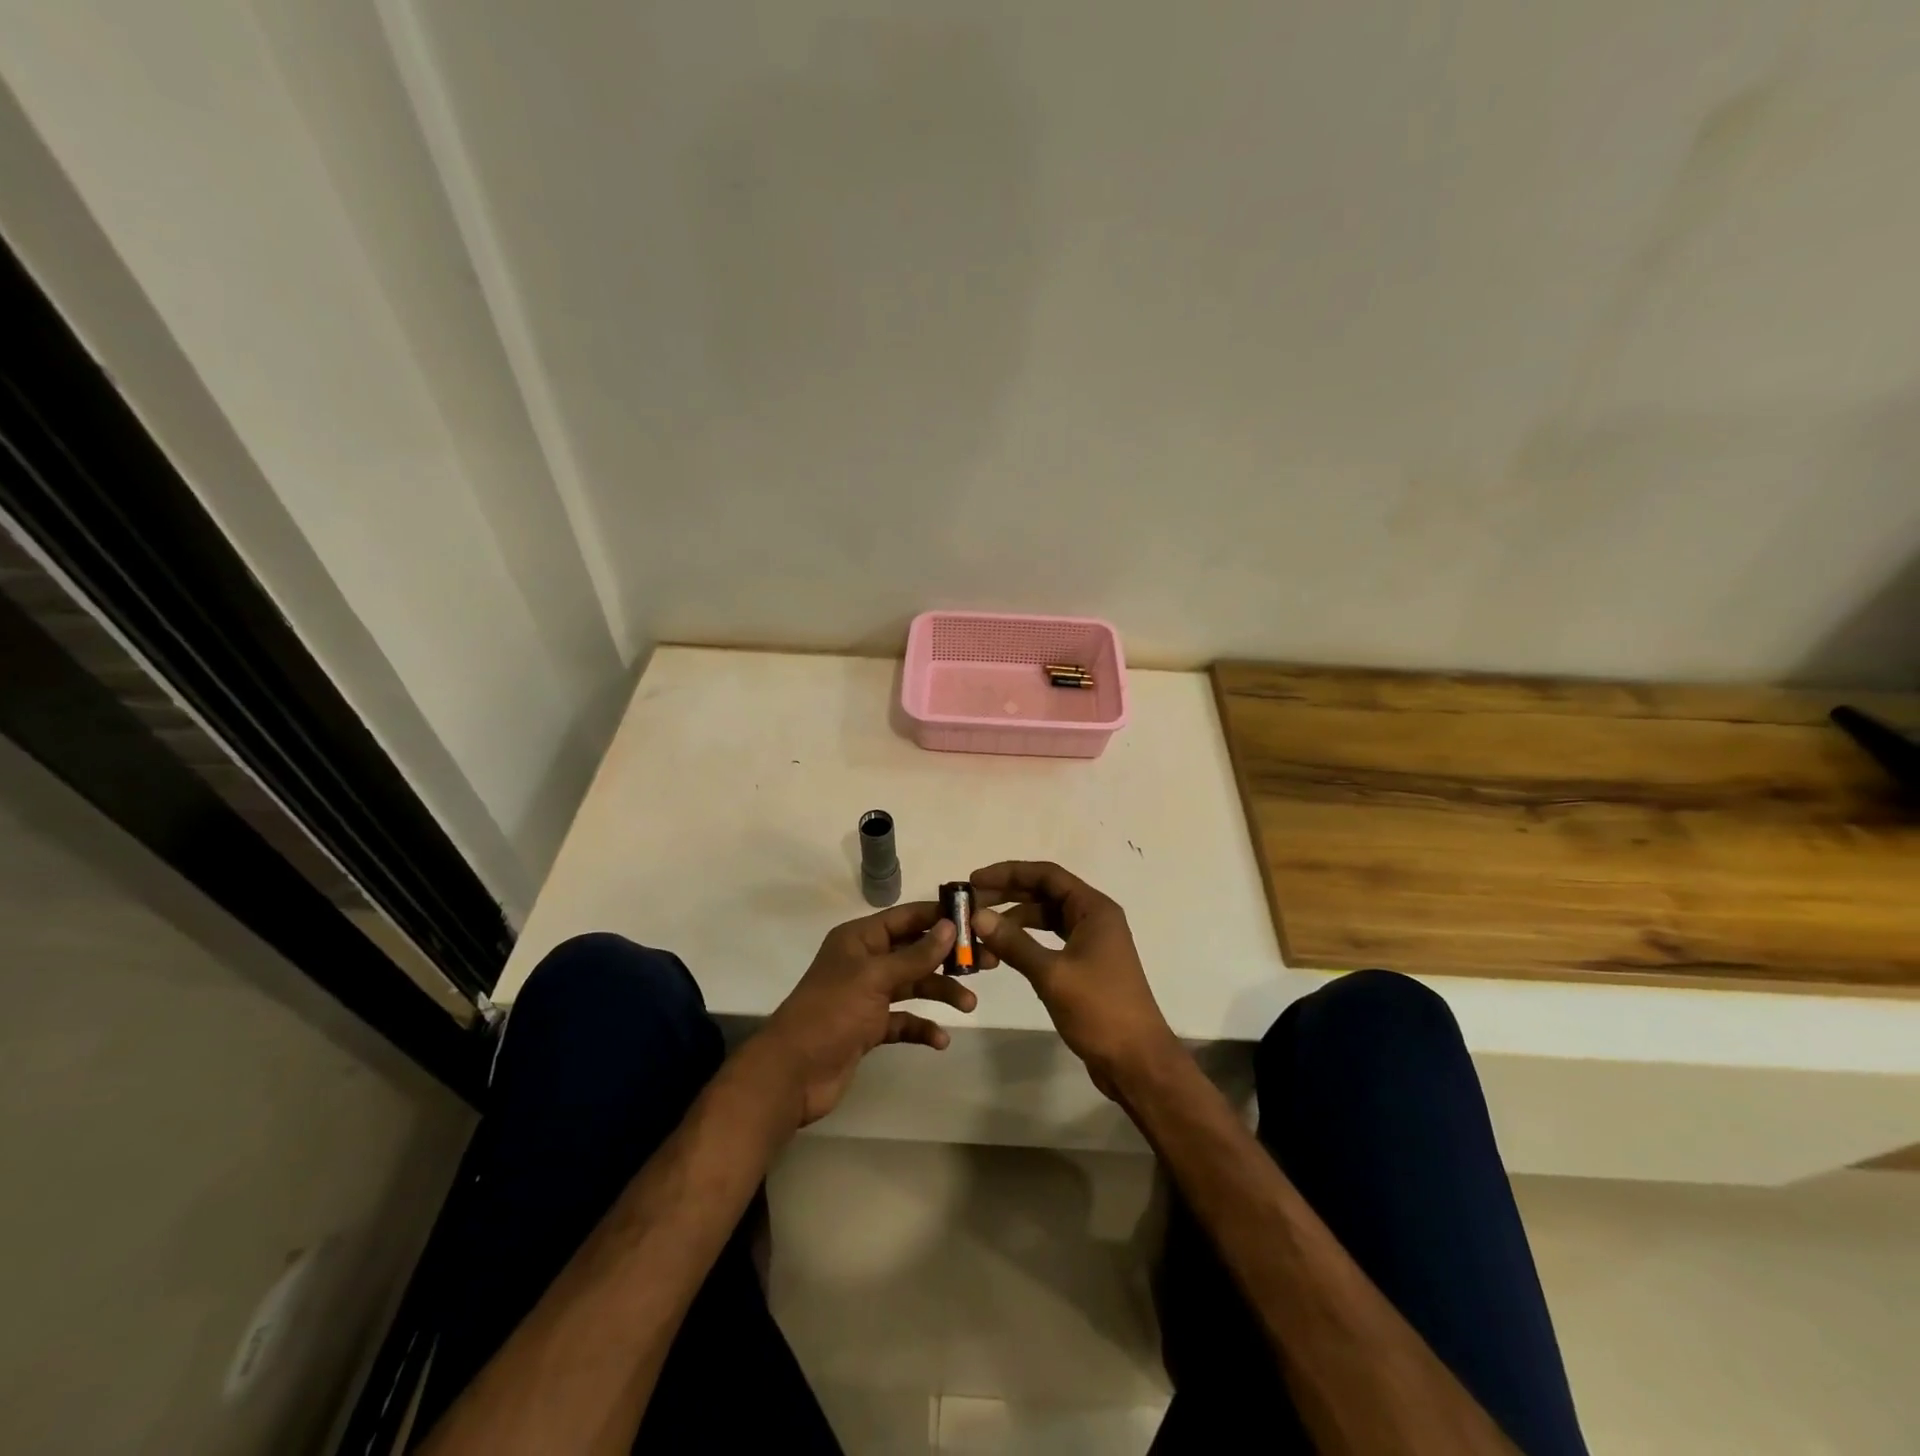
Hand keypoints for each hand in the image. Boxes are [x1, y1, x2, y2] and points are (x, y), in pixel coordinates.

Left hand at [751, 902, 976, 1126]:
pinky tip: (940, 1040)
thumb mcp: (875, 978)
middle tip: (987, 963)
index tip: (975, 918)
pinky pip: (904, 1021)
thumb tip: (949, 926)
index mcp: (859, 939)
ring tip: (969, 1005)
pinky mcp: (869, 1028)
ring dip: (940, 992)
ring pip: (913, 985)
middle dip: (948, 957)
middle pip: (914, 951)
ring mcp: (867, 996)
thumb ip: (915, 955)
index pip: (906, 918)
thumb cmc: (831, 1014)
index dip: (939, 916)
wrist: (792, 1074)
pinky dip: (922, 1027)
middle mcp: (865, 962)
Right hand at [968, 861, 1180, 1100]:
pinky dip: (1026, 942)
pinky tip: (1002, 952)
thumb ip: (1014, 943)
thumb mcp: (1052, 974)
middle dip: (1007, 895)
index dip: (1009, 873)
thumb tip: (977, 916)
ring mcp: (1091, 942)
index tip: (974, 880)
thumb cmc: (1100, 1010)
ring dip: (1014, 920)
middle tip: (970, 903)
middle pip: (1045, 893)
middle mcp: (1094, 918)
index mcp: (1094, 909)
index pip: (1047, 875)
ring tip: (980, 930)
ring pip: (1046, 918)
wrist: (1137, 1061)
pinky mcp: (1085, 965)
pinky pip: (1050, 941)